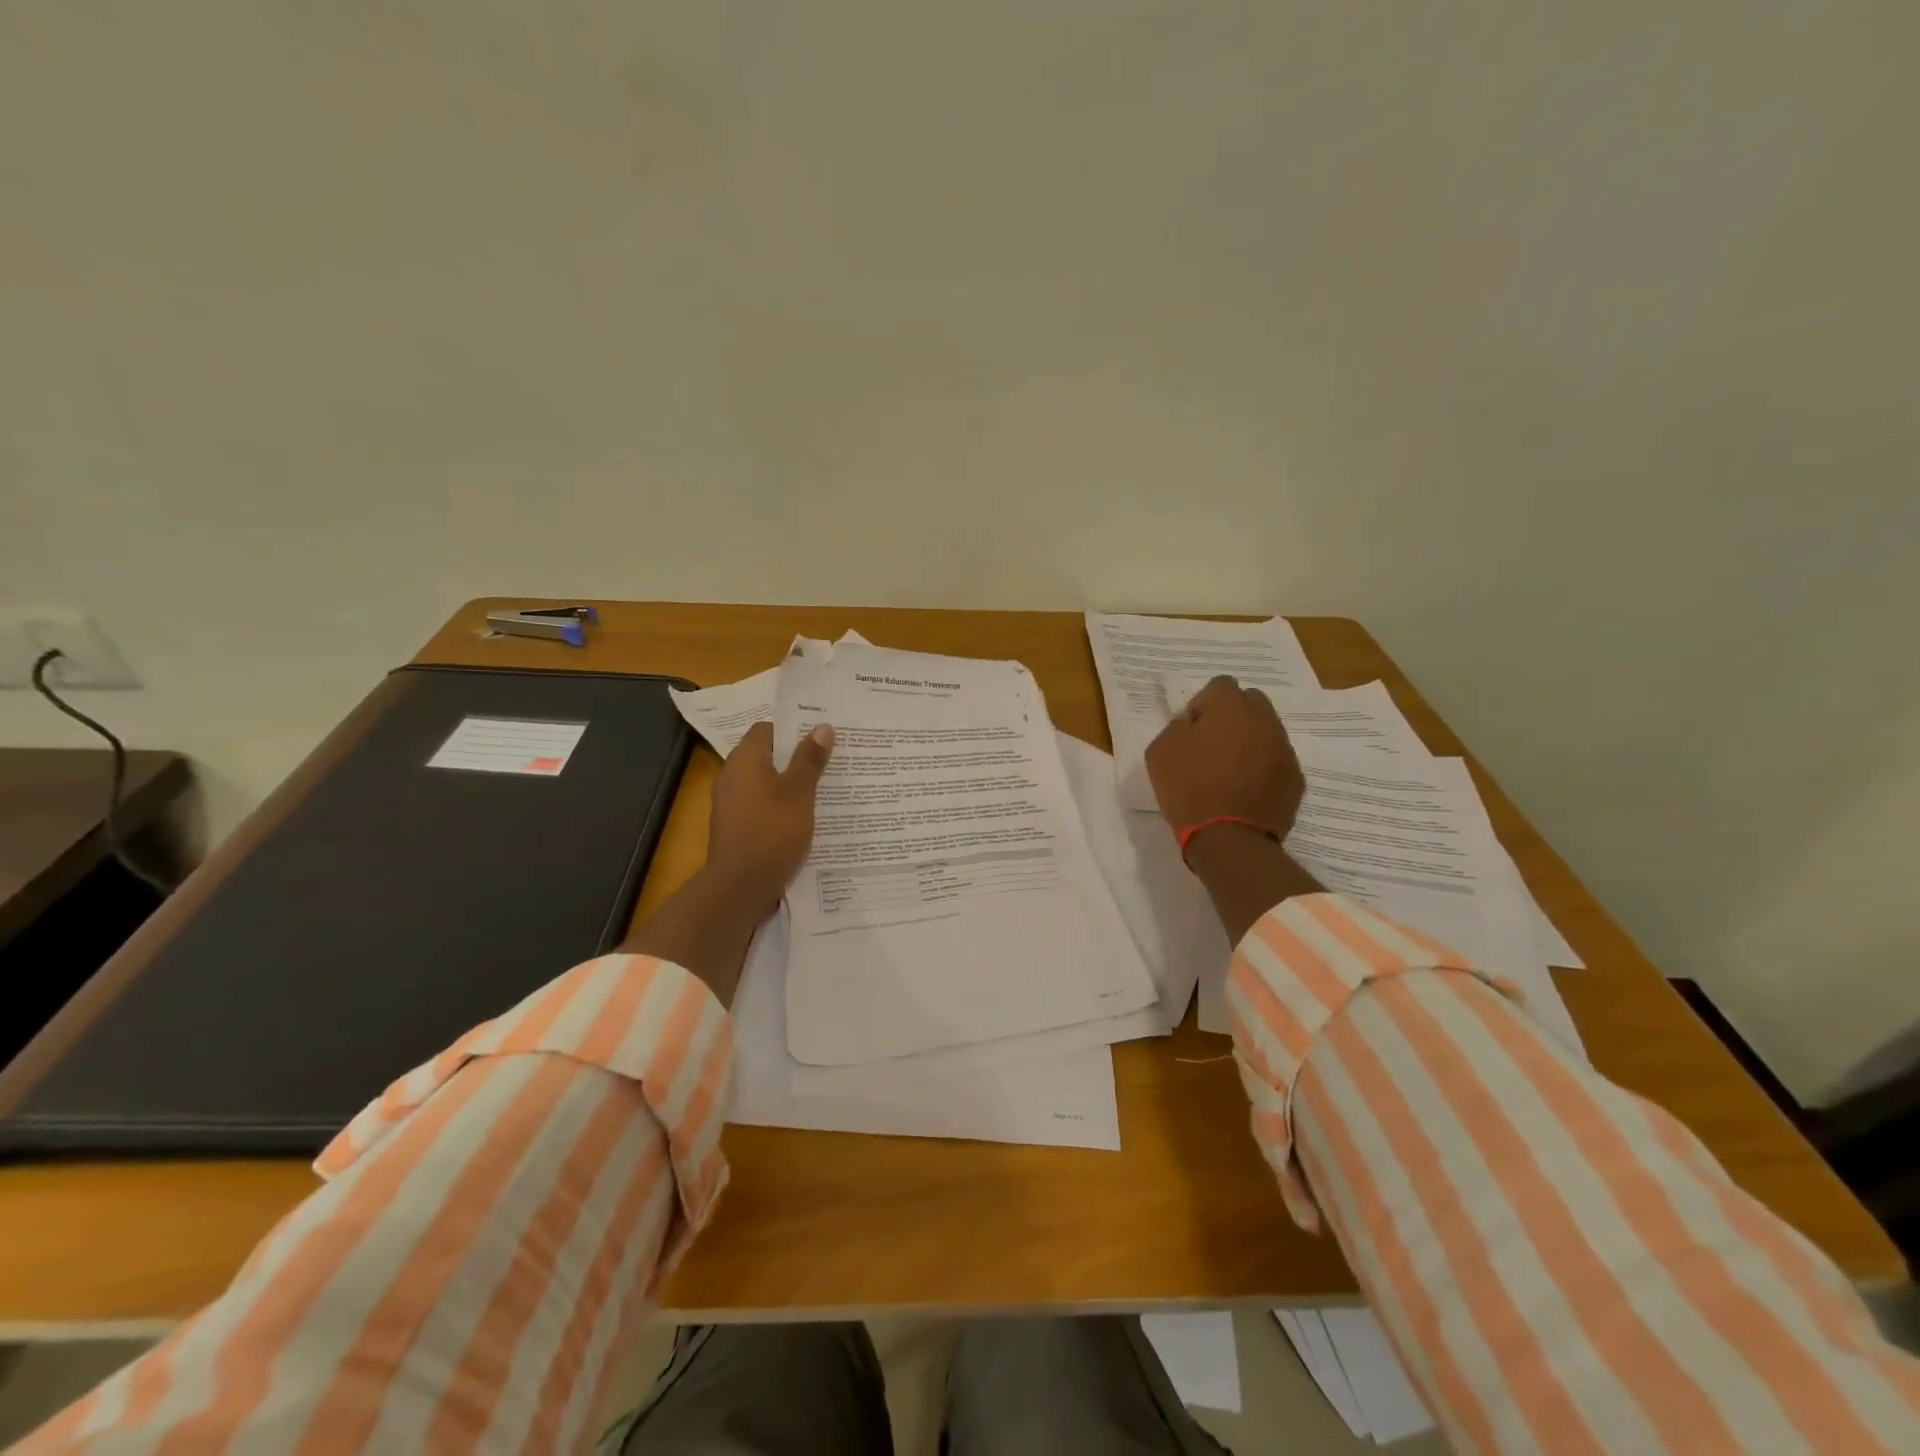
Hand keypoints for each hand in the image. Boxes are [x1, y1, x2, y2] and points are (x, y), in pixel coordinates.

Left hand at [704, 720, 834, 914]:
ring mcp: (732, 804)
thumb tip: (821, 727)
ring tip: (827, 789)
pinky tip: (808, 818)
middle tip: (832, 761)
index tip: (822, 737)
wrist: (741, 886)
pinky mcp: (738, 828)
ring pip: (767, 784)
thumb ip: (810, 759)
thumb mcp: (799, 792)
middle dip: (798, 758)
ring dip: (793, 785)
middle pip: (768, 756)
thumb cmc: (772, 830)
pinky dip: (783, 807)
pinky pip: (763, 807)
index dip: (794, 730)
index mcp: (744, 760)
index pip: (767, 729)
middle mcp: (733, 776)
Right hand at [1145, 676, 1303, 837]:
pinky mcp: (1295, 778)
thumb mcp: (1160, 751)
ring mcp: (1284, 749)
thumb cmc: (1188, 788)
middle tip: (1212, 746)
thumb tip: (1194, 724)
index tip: (1191, 731)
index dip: (1203, 705)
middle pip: (1250, 703)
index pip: (1219, 685)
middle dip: (1232, 716)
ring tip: (1229, 772)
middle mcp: (1264, 719)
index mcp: (1230, 706)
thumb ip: (1178, 726)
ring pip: (1266, 732)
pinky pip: (1276, 762)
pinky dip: (1263, 769)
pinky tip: (1245, 791)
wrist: (1228, 838)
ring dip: (1249, 742)